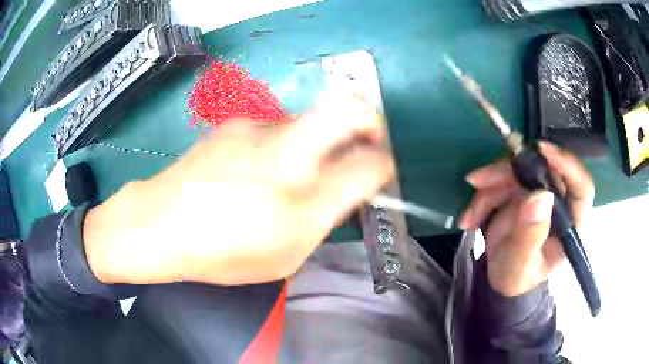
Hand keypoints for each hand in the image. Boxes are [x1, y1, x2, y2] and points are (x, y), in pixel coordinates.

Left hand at [84, 93, 393, 285]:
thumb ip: (324, 219)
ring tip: (289, 175)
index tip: (382, 169)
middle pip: (347, 108)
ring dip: (318, 142)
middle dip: (370, 119)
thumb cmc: (220, 254)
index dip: (384, 165)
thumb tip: (347, 187)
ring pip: (309, 121)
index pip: (367, 167)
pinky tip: (254, 170)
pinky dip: (283, 145)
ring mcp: (256, 129)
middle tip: (371, 137)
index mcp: (298, 201)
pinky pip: (277, 129)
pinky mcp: (236, 122)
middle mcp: (283, 153)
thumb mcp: (285, 255)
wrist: (158, 225)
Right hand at [458, 142, 594, 295]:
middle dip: (509, 172)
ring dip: (489, 187)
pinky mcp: (522, 189)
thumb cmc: (517, 277)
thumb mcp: (519, 267)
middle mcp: (559, 199)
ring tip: (470, 217)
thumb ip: (529, 238)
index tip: (541, 151)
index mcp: (571, 221)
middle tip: (480, 181)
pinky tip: (470, 218)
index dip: (566, 164)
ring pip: (518, 170)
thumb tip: (540, 198)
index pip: (581, 186)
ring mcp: (540, 191)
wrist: (501, 276)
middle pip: (543, 168)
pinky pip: (501, 180)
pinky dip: (482, 196)